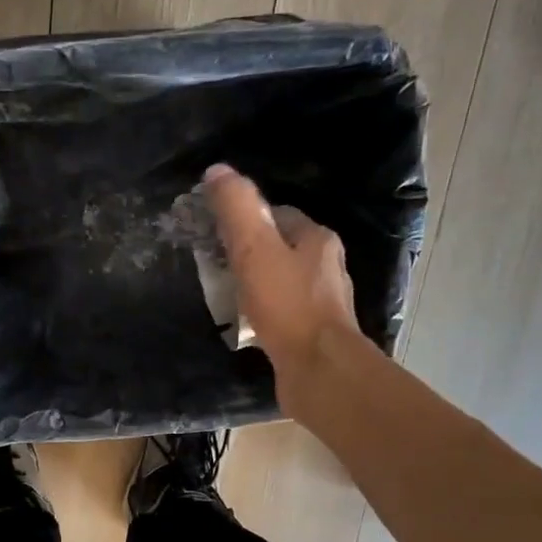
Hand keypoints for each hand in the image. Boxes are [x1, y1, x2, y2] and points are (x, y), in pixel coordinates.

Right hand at [203, 163, 360, 416]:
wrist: (318, 370)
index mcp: (317, 239)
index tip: (216, 232)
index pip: (278, 214)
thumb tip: (217, 171)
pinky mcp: (313, 332)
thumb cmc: (288, 306)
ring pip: (282, 281)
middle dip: (250, 252)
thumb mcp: (255, 250)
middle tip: (216, 264)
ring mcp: (322, 301)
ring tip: (226, 295)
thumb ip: (237, 210)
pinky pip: (283, 312)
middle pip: (280, 248)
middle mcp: (326, 266)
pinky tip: (246, 324)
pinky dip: (264, 313)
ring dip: (256, 284)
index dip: (246, 219)